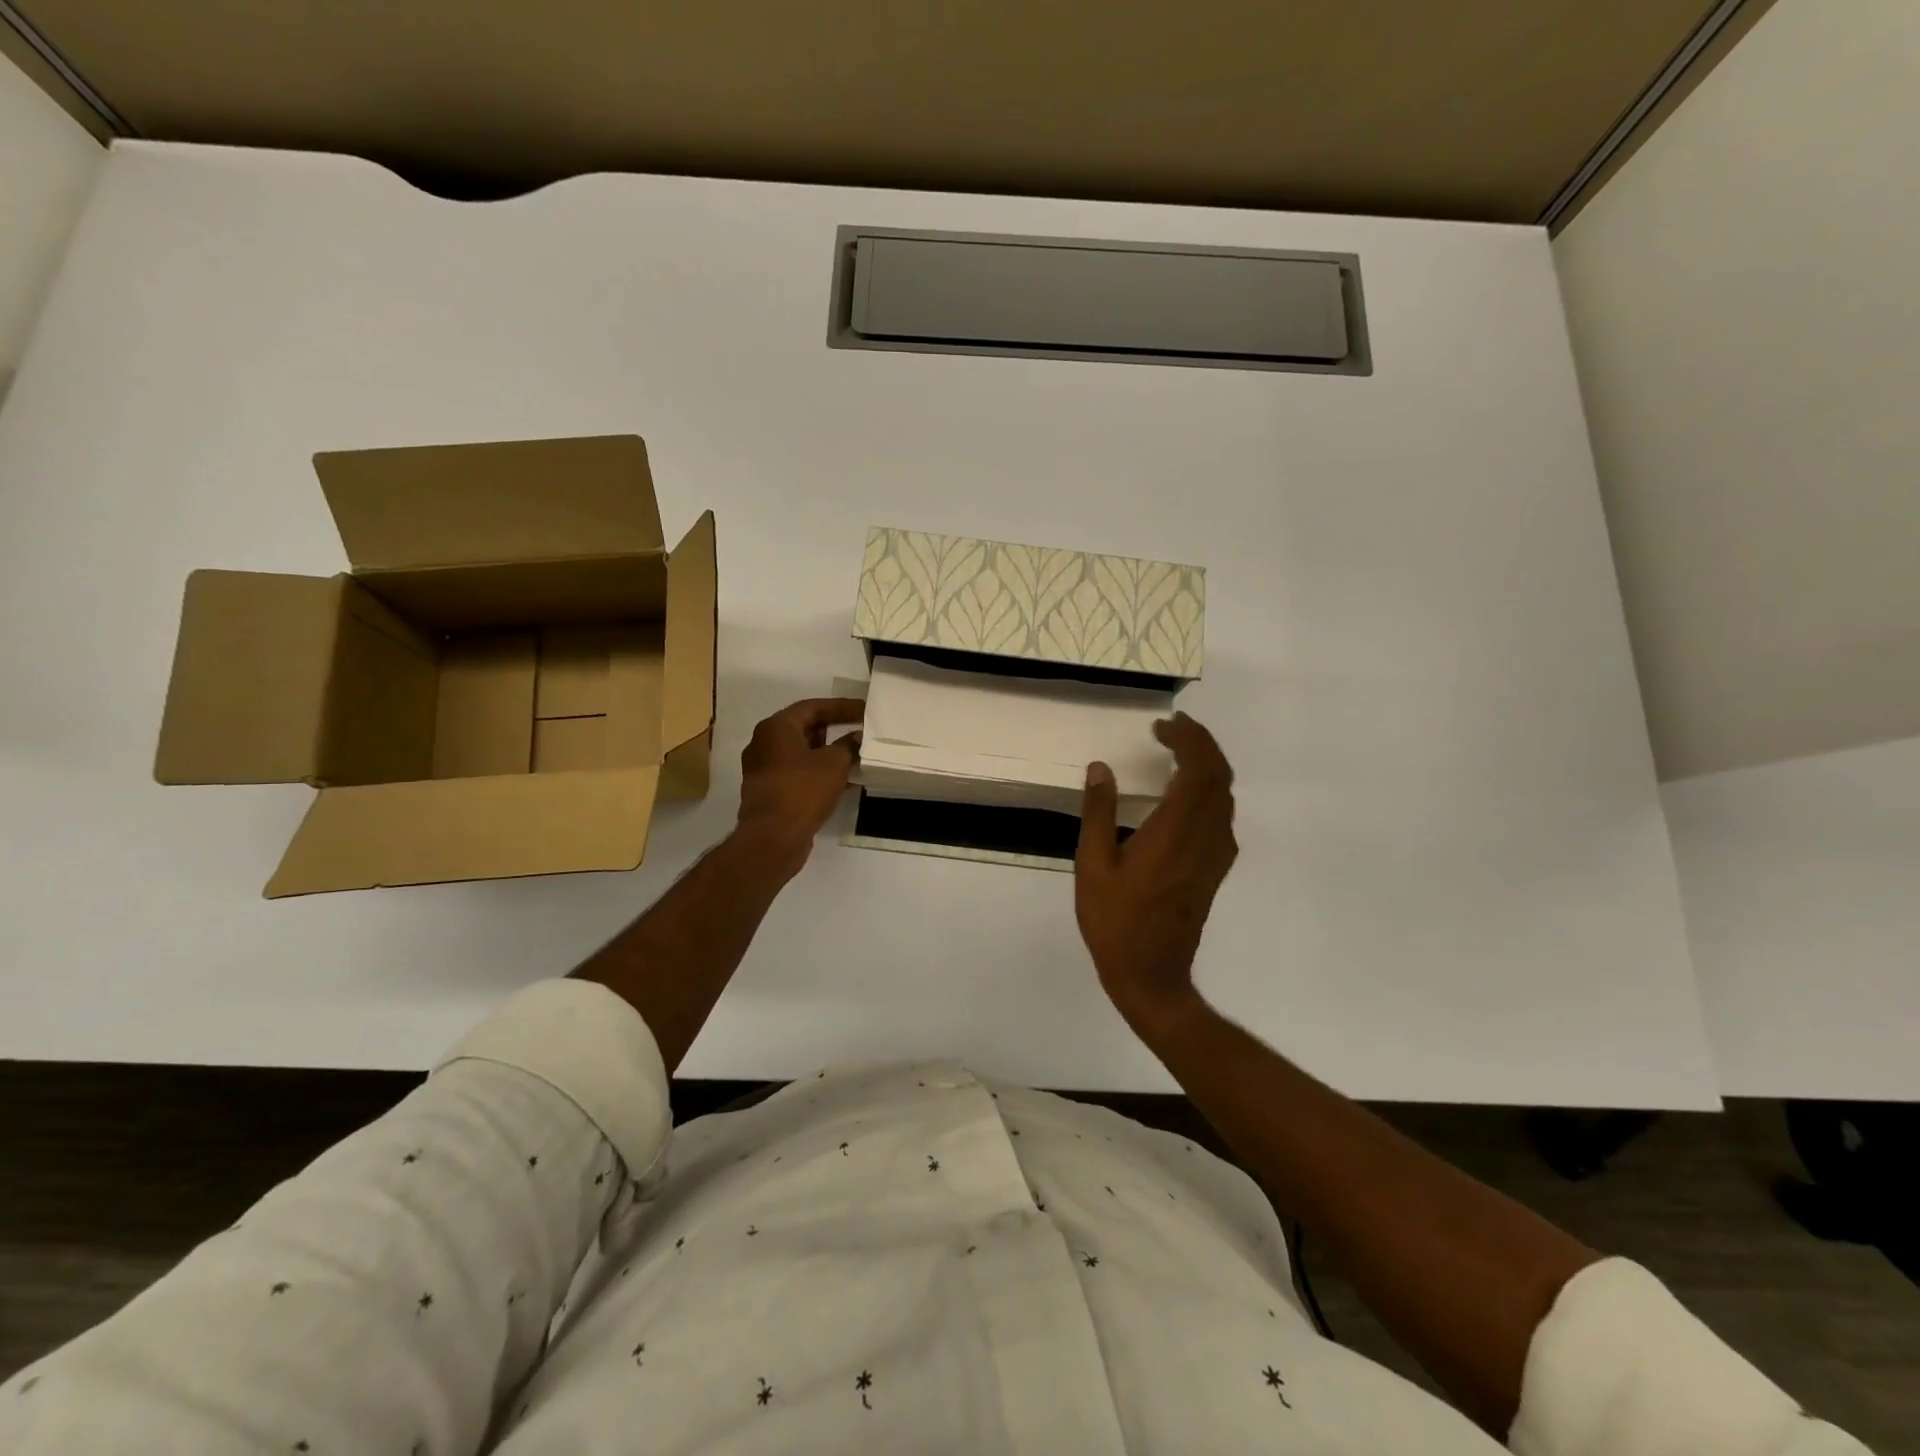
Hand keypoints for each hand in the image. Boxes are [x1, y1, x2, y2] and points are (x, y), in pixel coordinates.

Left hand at [736, 697, 864, 875]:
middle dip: (834, 729)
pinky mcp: (769, 791)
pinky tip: (844, 780)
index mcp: (776, 727)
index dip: (841, 707)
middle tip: (860, 730)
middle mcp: (764, 744)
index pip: (813, 707)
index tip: (864, 710)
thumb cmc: (803, 789)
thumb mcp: (834, 763)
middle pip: (804, 728)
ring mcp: (764, 769)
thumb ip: (848, 745)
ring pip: (802, 753)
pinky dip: (819, 772)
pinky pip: (798, 773)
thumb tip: (857, 738)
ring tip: (856, 755)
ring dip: (828, 753)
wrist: (773, 837)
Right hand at [1075, 712, 1238, 1030]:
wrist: (1152, 973)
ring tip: (1177, 750)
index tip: (1162, 726)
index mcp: (1175, 831)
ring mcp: (1216, 853)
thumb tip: (1100, 768)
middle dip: (1201, 743)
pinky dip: (1209, 789)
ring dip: (1207, 764)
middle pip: (1219, 775)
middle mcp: (1205, 836)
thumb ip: (1098, 813)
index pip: (1198, 768)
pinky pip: (1222, 814)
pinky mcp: (1216, 867)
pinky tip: (1185, 792)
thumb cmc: (1115, 921)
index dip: (1187, 739)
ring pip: (1225, 794)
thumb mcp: (1093, 865)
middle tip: (1172, 728)